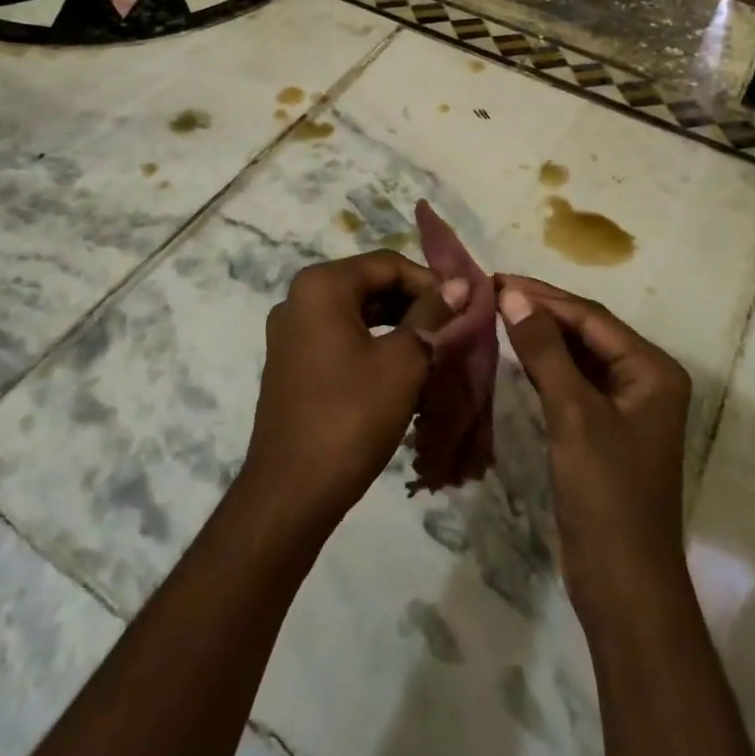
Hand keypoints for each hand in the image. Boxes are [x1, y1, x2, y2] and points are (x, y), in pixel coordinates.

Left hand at [243, 251, 466, 533]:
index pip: (388, 264)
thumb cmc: (351, 416)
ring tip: (434, 350)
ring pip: (357, 313)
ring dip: (397, 325)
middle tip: (452, 329)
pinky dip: (374, 345)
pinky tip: (402, 371)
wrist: (292, 491)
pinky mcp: (291, 362)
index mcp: (321, 286)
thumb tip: (460, 284)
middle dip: (414, 304)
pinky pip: (340, 337)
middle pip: (370, 284)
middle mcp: (299, 298)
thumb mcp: (403, 362)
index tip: (463, 308)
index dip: (430, 282)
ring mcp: (291, 332)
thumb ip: (431, 316)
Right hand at [496, 275, 692, 630]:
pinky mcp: (605, 430)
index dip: (543, 296)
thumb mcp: (573, 414)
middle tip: (491, 292)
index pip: (591, 318)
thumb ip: (544, 350)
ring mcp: (626, 407)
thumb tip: (512, 294)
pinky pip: (573, 383)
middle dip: (541, 311)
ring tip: (496, 313)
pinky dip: (545, 367)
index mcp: (652, 370)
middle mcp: (645, 380)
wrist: (624, 585)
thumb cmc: (605, 494)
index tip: (497, 279)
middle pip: (586, 332)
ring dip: (540, 336)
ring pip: (578, 356)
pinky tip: (515, 354)